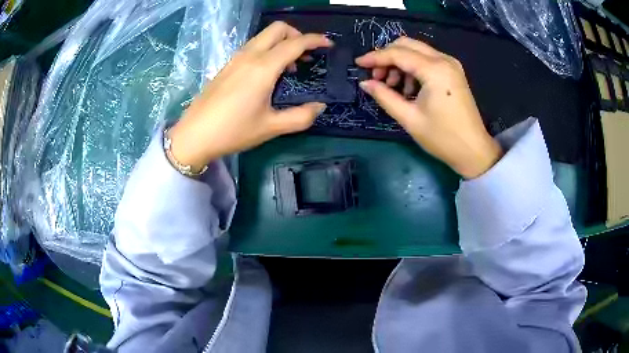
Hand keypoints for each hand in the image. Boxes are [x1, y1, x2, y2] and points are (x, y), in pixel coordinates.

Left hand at [168, 22, 331, 171]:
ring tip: (289, 66)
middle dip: (297, 34)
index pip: (295, 42)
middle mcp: (249, 55)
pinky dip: (267, 49)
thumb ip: (301, 117)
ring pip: (264, 36)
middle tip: (306, 54)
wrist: (194, 135)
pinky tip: (268, 72)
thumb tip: (320, 107)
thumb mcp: (271, 127)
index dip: (316, 40)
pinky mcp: (227, 65)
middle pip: (278, 28)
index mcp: (263, 67)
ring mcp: (236, 58)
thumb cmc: (233, 131)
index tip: (328, 45)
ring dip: (281, 42)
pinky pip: (253, 46)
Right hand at [356, 37, 501, 178]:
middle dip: (387, 57)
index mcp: (434, 70)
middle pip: (406, 45)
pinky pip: (426, 59)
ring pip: (416, 50)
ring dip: (399, 62)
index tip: (358, 64)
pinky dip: (412, 67)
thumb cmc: (442, 138)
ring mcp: (450, 64)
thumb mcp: (409, 118)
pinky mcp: (453, 71)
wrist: (473, 150)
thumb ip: (384, 97)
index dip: (374, 57)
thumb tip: (364, 83)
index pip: (397, 53)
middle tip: (376, 77)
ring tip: (392, 86)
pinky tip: (408, 88)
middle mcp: (443, 60)